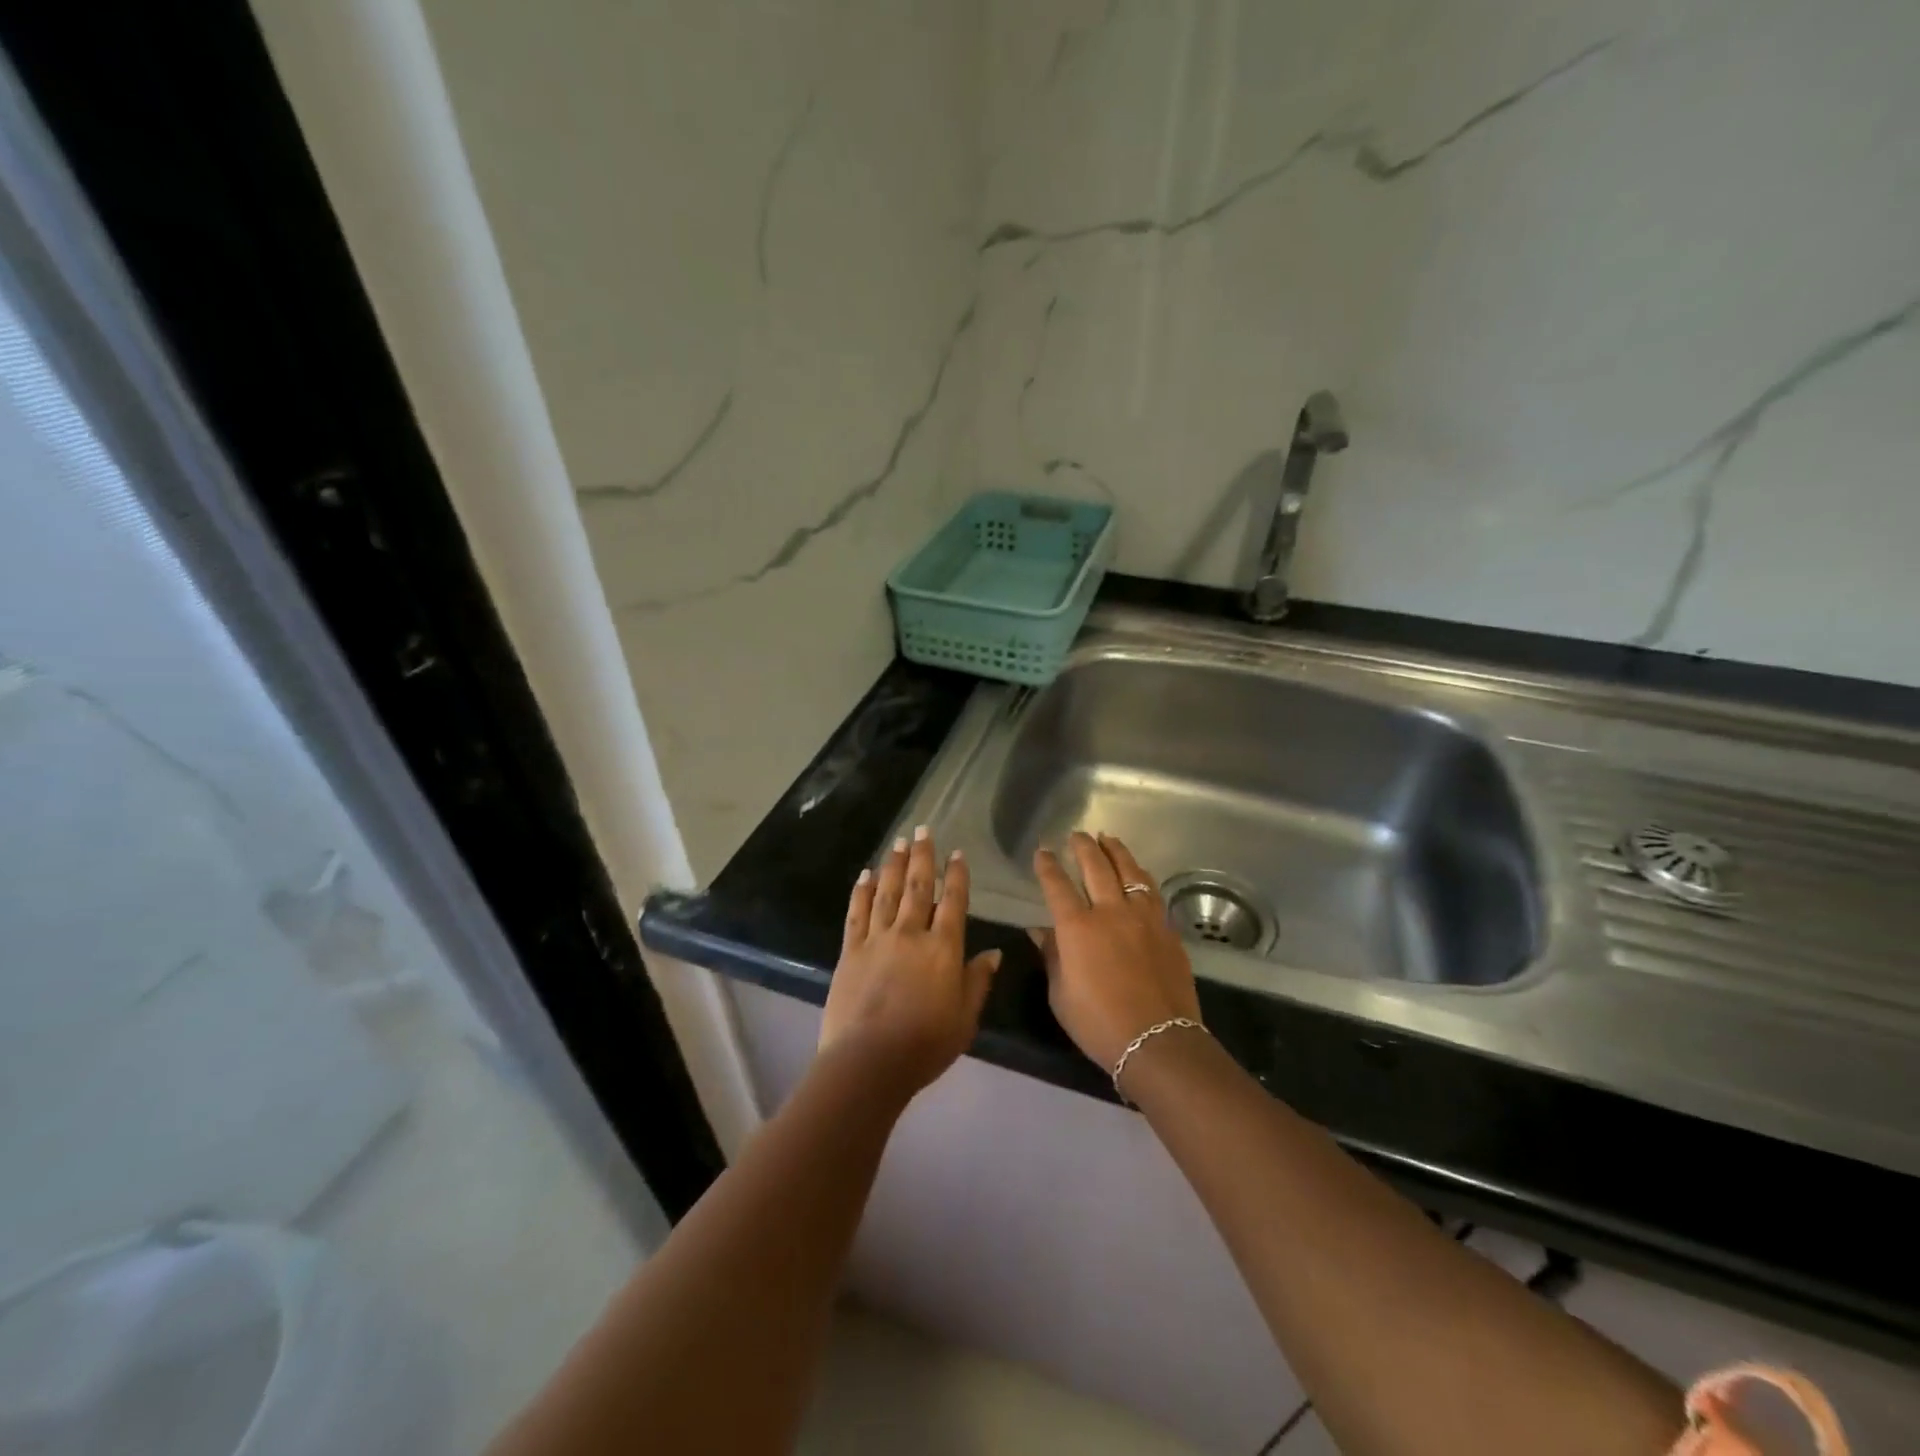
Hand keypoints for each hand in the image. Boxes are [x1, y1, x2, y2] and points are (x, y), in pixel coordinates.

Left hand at [819, 827, 1001, 1094]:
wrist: (868, 1062)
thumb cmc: (925, 1044)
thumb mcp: (965, 1018)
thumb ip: (978, 981)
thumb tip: (994, 952)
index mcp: (943, 948)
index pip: (953, 902)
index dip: (956, 876)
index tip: (957, 853)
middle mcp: (910, 934)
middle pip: (917, 887)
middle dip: (922, 856)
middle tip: (923, 829)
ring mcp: (877, 940)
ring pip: (887, 892)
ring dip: (893, 864)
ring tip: (898, 841)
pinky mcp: (851, 951)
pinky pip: (857, 913)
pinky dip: (862, 892)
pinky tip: (865, 875)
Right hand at [1031, 831, 1201, 1071]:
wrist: (1158, 1040)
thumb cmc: (1098, 1024)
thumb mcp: (1061, 994)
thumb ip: (1052, 956)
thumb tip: (1039, 930)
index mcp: (1077, 928)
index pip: (1057, 885)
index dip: (1047, 866)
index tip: (1043, 851)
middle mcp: (1110, 912)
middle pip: (1096, 866)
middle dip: (1083, 847)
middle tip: (1077, 835)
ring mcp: (1143, 917)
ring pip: (1129, 871)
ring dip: (1116, 851)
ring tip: (1108, 839)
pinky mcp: (1167, 929)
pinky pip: (1151, 892)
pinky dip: (1140, 876)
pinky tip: (1138, 874)